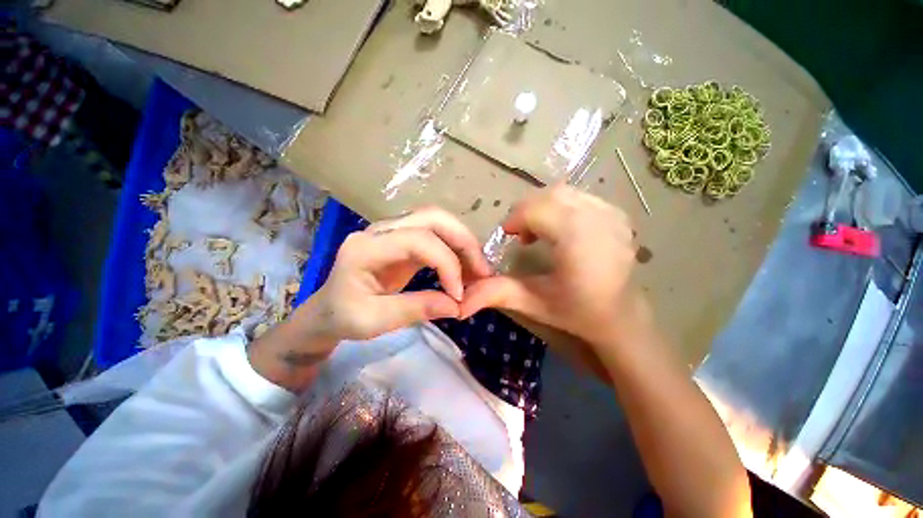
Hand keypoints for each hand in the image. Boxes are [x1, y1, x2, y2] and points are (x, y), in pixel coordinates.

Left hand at [300, 206, 492, 344]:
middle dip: (463, 241)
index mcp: (366, 248)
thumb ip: (417, 309)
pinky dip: (454, 248)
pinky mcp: (402, 239)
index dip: (446, 263)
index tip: (458, 294)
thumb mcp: (375, 321)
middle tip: (482, 270)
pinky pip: (435, 234)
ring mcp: (392, 231)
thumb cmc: (344, 317)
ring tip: (478, 268)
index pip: (418, 240)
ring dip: (462, 242)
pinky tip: (463, 266)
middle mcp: (380, 230)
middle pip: (432, 217)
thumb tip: (458, 305)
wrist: (328, 310)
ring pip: (437, 221)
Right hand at [461, 185, 642, 348]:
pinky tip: (560, 229)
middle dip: (527, 210)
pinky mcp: (618, 215)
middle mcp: (599, 220)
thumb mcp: (533, 303)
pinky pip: (580, 197)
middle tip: (521, 234)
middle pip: (551, 195)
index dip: (517, 218)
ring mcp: (613, 215)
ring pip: (565, 192)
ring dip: (543, 206)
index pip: (538, 209)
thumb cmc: (578, 312)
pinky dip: (562, 206)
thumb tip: (461, 299)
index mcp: (579, 241)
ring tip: (539, 231)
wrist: (621, 316)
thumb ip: (497, 293)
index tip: (509, 235)